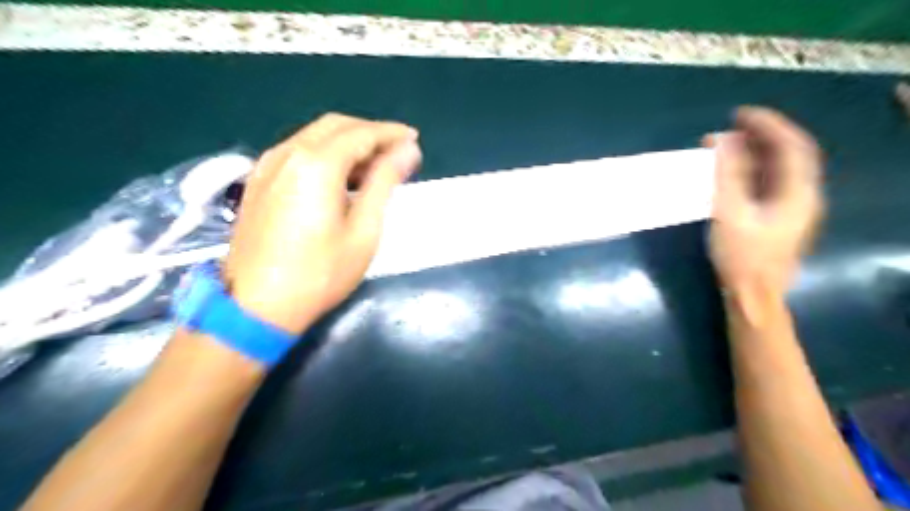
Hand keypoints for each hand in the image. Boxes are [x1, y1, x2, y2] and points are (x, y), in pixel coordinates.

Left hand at [221, 112, 419, 333]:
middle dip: (371, 132)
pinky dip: (326, 153)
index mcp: (317, 164)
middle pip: (336, 125)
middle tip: (398, 151)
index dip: (391, 133)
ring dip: (348, 141)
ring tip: (375, 165)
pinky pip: (298, 151)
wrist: (256, 307)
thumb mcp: (364, 230)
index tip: (414, 139)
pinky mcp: (258, 181)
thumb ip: (385, 182)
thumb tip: (408, 150)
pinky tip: (340, 176)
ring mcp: (267, 165)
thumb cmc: (320, 274)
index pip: (362, 133)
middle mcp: (288, 153)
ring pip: (315, 136)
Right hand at [707, 107, 830, 297]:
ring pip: (779, 168)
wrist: (753, 295)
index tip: (739, 113)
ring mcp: (792, 207)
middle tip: (730, 126)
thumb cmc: (741, 256)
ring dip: (755, 152)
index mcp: (799, 192)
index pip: (791, 145)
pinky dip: (751, 169)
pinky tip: (731, 170)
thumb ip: (727, 175)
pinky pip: (769, 182)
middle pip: (789, 153)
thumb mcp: (729, 213)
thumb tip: (722, 141)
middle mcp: (803, 195)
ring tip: (726, 144)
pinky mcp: (779, 217)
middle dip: (761, 135)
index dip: (768, 124)